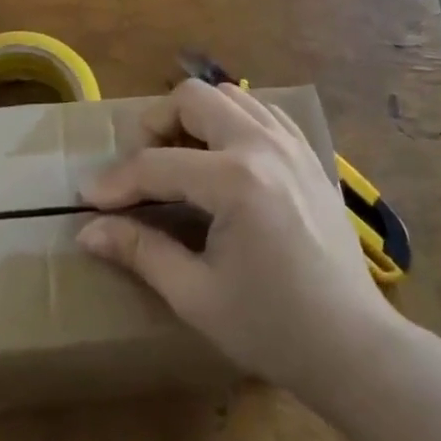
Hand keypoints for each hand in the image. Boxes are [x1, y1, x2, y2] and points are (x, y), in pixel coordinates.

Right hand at [77, 78, 394, 398]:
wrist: (353, 345)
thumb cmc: (272, 327)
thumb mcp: (197, 296)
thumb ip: (140, 252)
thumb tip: (88, 231)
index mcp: (235, 180)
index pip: (157, 165)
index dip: (116, 181)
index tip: (88, 198)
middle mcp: (263, 144)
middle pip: (193, 98)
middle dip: (156, 124)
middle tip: (142, 166)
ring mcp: (291, 142)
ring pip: (229, 94)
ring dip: (195, 117)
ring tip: (182, 159)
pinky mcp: (308, 152)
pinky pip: (262, 110)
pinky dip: (233, 120)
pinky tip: (225, 158)